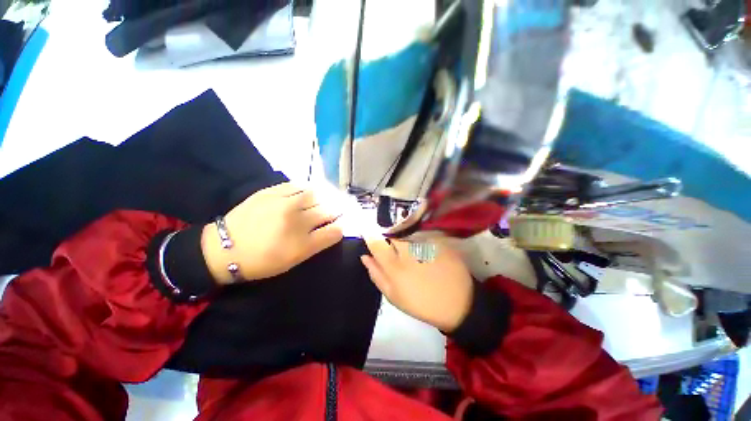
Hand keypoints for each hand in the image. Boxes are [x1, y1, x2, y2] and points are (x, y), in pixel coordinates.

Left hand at [202, 183, 342, 283]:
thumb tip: (333, 228)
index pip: (336, 231)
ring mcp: (284, 204)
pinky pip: (298, 185)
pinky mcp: (271, 192)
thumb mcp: (293, 260)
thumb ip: (317, 244)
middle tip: (335, 210)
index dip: (341, 227)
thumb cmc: (262, 261)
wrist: (224, 249)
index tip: (339, 224)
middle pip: (329, 211)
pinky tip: (308, 192)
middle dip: (336, 211)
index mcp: (303, 244)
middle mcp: (297, 222)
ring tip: (323, 199)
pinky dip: (307, 188)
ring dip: (324, 198)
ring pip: (317, 195)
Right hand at [361, 236, 472, 331]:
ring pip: (406, 231)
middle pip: (392, 233)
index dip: (369, 234)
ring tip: (408, 245)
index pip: (376, 243)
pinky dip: (417, 236)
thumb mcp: (394, 296)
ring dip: (403, 234)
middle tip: (391, 241)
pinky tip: (422, 246)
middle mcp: (408, 251)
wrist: (458, 303)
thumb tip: (365, 256)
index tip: (367, 230)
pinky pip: (421, 233)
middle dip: (388, 233)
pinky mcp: (438, 241)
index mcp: (394, 266)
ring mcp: (424, 244)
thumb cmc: (421, 303)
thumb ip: (376, 274)